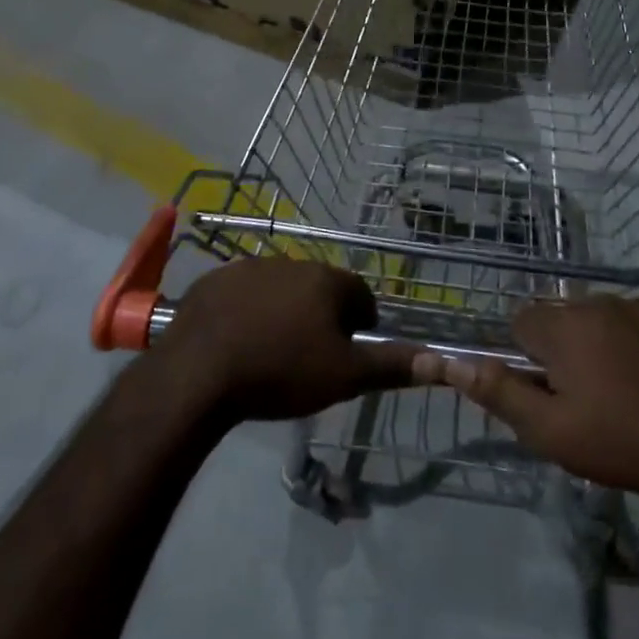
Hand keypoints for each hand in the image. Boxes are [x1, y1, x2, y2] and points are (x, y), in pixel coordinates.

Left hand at [152, 258, 416, 421]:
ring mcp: (250, 267)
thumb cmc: (281, 371)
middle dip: (321, 317)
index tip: (347, 354)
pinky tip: (236, 343)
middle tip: (309, 358)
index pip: (361, 295)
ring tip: (270, 354)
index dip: (360, 325)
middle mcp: (292, 262)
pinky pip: (242, 294)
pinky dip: (247, 312)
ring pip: (281, 289)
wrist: (199, 373)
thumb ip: (391, 364)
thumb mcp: (344, 376)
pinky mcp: (215, 280)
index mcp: (327, 280)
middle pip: (320, 289)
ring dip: (284, 312)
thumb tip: (439, 359)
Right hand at [415, 298, 638, 504]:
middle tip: (588, 397)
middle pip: (563, 317)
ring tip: (626, 390)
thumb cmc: (621, 444)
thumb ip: (499, 393)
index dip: (527, 356)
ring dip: (602, 343)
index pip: (522, 321)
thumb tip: (452, 362)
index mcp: (564, 327)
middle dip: (565, 348)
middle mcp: (599, 303)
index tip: (548, 389)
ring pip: (603, 317)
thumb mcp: (550, 432)